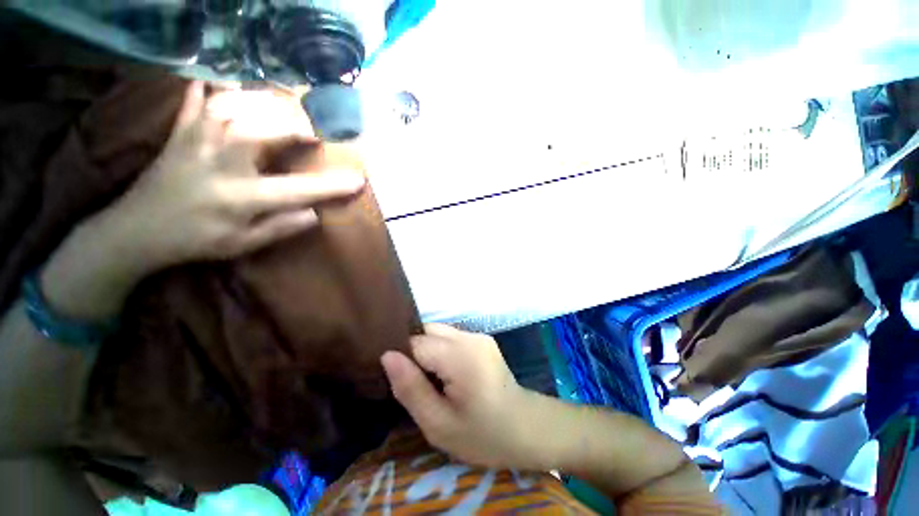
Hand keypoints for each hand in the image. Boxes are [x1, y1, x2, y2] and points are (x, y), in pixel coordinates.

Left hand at [40, 82, 365, 319]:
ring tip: (289, 107)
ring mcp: (196, 139)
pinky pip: (199, 96)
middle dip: (301, 125)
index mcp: (239, 197)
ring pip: (237, 104)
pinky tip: (229, 83)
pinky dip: (216, 85)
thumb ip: (281, 228)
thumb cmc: (195, 240)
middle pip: (266, 128)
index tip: (358, 180)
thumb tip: (316, 213)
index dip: (332, 185)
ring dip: (269, 102)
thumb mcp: (243, 245)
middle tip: (321, 131)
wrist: (135, 230)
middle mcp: (219, 161)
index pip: (297, 190)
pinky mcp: (181, 129)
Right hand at [381, 324, 536, 468]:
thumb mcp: (439, 424)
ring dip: (428, 351)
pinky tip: (448, 374)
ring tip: (433, 381)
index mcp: (460, 356)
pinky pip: (452, 338)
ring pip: (438, 332)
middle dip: (415, 352)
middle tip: (417, 384)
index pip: (415, 342)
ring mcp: (478, 336)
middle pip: (427, 330)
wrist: (527, 429)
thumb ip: (410, 388)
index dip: (403, 359)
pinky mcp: (483, 340)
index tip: (402, 382)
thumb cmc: (483, 435)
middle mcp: (469, 337)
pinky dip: (442, 351)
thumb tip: (387, 356)